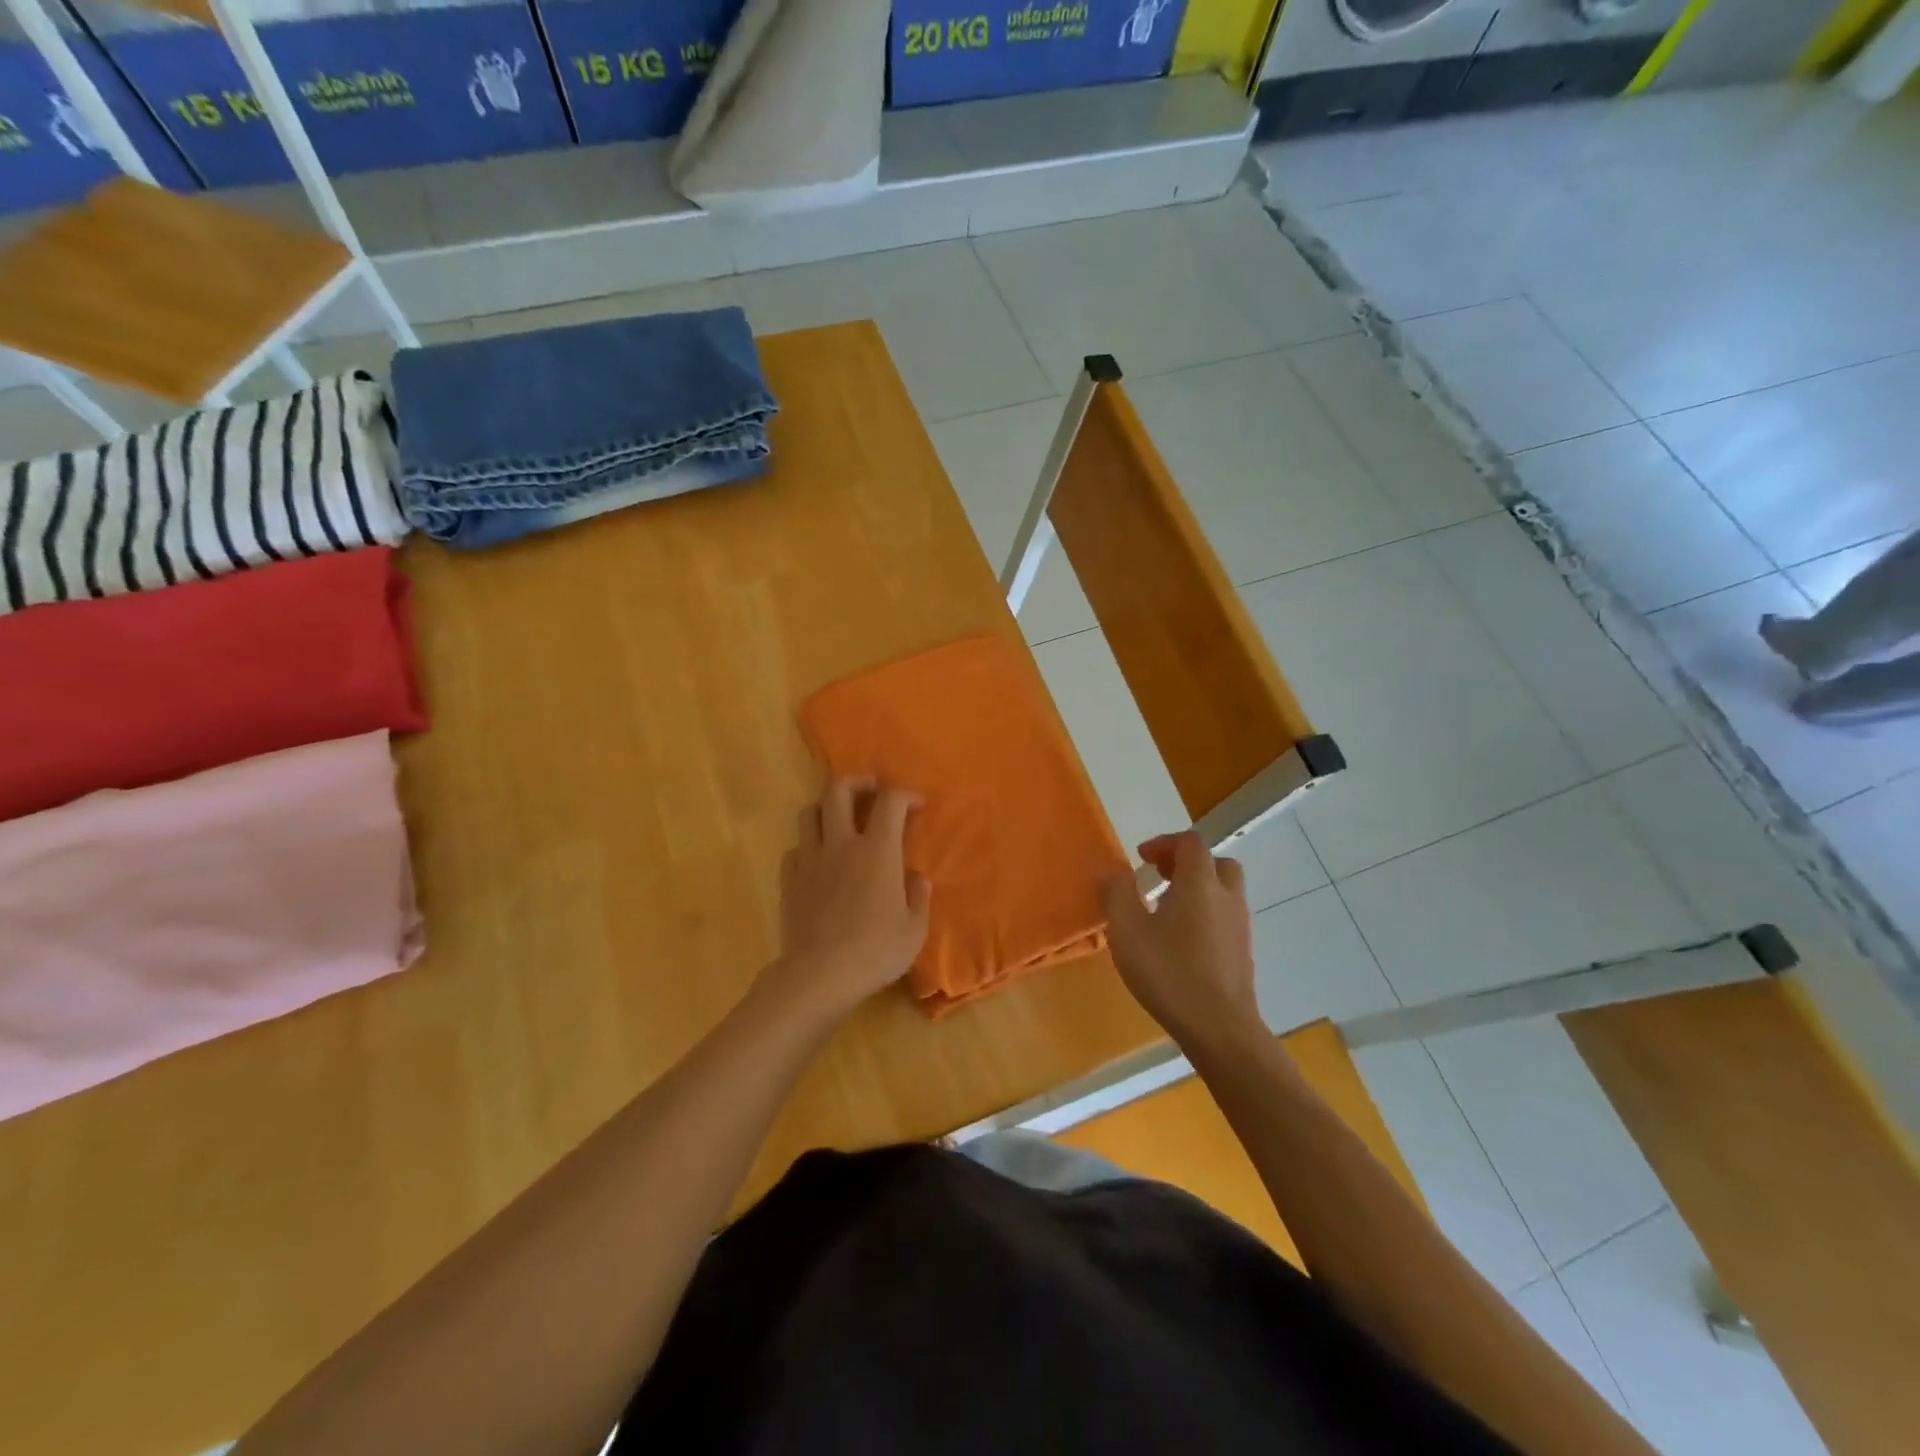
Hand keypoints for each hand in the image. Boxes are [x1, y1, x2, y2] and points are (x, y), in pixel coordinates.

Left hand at [763, 778, 930, 1026]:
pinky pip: (795, 849)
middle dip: (858, 783)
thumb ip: (918, 897)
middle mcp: (842, 844)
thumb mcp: (914, 929)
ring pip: (809, 812)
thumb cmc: (876, 951)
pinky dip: (808, 846)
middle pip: (839, 790)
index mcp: (878, 850)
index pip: (890, 801)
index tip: (917, 805)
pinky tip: (818, 861)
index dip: (906, 794)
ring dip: (826, 807)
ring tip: (840, 819)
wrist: (820, 975)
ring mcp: (810, 860)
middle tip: (871, 793)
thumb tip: (917, 878)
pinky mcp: (789, 881)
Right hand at [1101, 831, 1260, 1050]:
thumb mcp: (1127, 931)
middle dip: (1186, 863)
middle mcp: (1227, 896)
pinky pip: (1225, 916)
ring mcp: (1240, 925)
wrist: (1220, 1028)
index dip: (1164, 843)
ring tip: (1165, 910)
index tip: (1141, 859)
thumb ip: (1117, 893)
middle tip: (1159, 878)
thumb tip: (1114, 873)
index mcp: (1200, 883)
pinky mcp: (1243, 951)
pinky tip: (1181, 941)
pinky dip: (1205, 913)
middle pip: (1215, 862)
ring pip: (1223, 890)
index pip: (1190, 842)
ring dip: (1196, 888)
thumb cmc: (1169, 973)